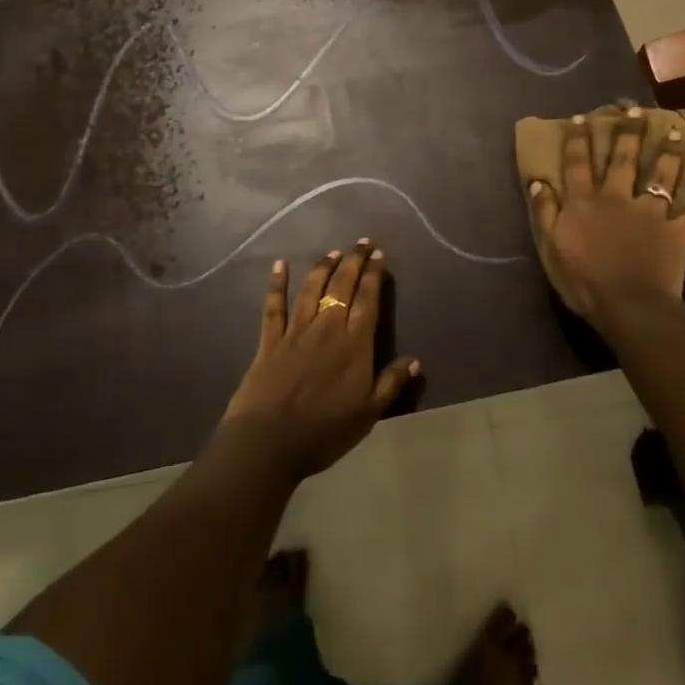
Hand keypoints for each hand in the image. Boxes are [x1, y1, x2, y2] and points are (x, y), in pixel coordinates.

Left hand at [219, 242, 419, 480]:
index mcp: (354, 345)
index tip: (378, 255)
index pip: (368, 301)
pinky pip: (274, 306)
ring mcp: (296, 331)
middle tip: (362, 242)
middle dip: (354, 262)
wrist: (269, 441)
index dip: (374, 276)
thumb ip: (390, 383)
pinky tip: (280, 265)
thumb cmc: (324, 432)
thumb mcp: (368, 414)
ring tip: (333, 252)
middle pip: (342, 287)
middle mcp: (327, 328)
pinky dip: (277, 284)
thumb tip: (415, 360)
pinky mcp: (270, 340)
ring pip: (312, 290)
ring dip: (323, 267)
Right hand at [527, 109, 684, 333]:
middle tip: (635, 110)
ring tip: (678, 134)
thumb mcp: (550, 247)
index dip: (578, 139)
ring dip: (670, 155)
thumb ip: (544, 212)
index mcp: (584, 202)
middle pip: (623, 160)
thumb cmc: (582, 280)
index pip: (577, 163)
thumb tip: (539, 181)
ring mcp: (649, 214)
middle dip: (628, 133)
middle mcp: (617, 198)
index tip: (582, 117)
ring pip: (661, 178)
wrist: (628, 306)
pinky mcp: (675, 234)